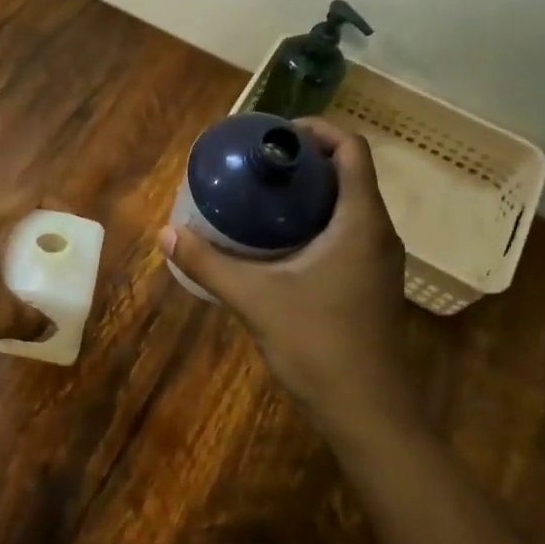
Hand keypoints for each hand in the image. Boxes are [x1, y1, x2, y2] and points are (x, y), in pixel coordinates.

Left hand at [0, 195, 56, 367]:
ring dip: (15, 248)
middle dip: (37, 228)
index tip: (72, 224)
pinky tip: (5, 290)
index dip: (54, 204)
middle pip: (10, 213)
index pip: (27, 196)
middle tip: (57, 250)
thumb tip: (52, 326)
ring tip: (36, 272)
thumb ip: (32, 319)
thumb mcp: (0, 317)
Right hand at [160, 118, 410, 420]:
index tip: (274, 135)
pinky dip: (318, 220)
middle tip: (259, 163)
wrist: (369, 413)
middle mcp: (378, 232)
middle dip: (307, 159)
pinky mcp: (372, 282)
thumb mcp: (255, 299)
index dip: (317, 130)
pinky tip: (279, 241)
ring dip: (312, 191)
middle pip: (350, 172)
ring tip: (263, 194)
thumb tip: (166, 234)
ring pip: (349, 204)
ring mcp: (379, 260)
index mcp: (361, 221)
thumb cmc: (319, 345)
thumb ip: (209, 264)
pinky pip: (348, 231)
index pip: (352, 149)